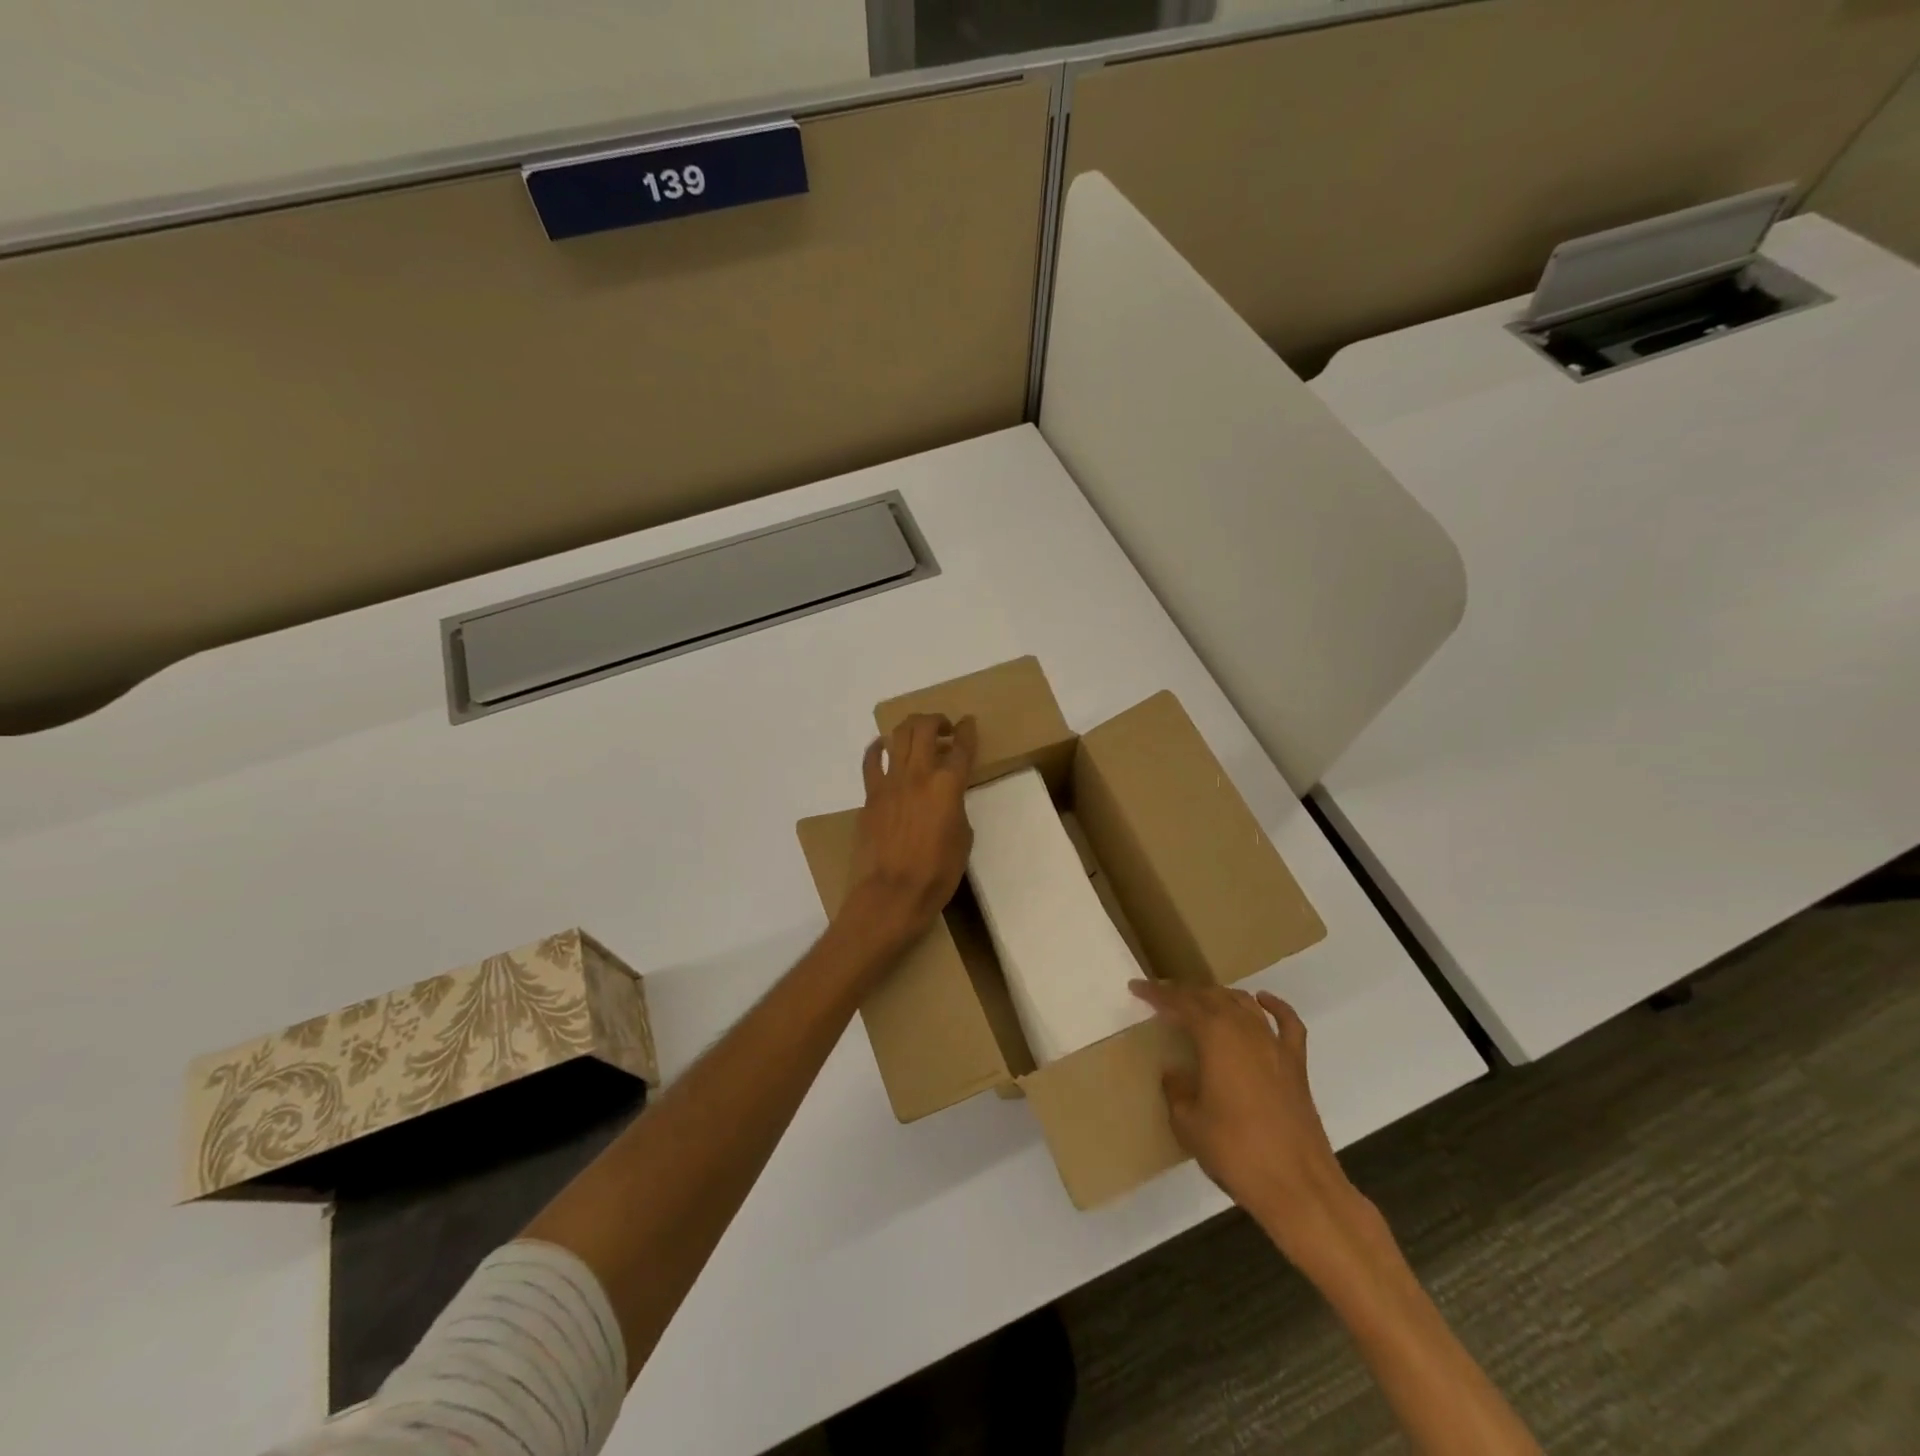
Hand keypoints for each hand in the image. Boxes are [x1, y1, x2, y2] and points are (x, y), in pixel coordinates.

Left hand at [844, 713, 977, 951]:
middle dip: (937, 720)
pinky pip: (871, 761)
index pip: (962, 747)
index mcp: (948, 785)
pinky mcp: (870, 795)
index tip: (969, 723)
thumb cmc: (937, 873)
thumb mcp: (963, 839)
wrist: (892, 893)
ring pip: (898, 736)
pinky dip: (878, 747)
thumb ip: (957, 808)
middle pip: (925, 728)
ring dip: (911, 727)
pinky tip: (883, 746)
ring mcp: (890, 782)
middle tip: (944, 728)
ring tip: (919, 733)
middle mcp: (919, 774)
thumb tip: (947, 799)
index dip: (967, 731)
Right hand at [1131, 979, 1361, 1257]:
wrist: (1298, 1186)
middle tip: (1163, 997)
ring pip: (1244, 1004)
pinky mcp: (1296, 1065)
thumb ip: (1177, 1091)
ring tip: (1200, 1001)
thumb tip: (1175, 1074)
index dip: (1157, 994)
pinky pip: (1287, 1023)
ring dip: (1219, 996)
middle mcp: (1245, 1030)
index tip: (1136, 987)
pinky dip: (1274, 1007)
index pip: (1181, 1003)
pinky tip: (1262, 1001)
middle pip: (1212, 996)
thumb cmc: (1235, 1152)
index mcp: (1215, 1037)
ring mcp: (1274, 1045)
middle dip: (1185, 992)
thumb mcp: (1188, 1124)